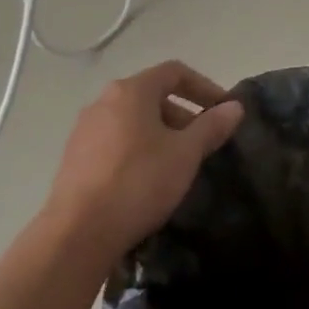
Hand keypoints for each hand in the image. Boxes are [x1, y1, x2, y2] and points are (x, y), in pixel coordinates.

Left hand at [46, 61, 244, 266]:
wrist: (76, 236)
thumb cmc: (138, 182)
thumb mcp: (185, 154)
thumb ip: (212, 126)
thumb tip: (235, 107)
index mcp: (131, 91)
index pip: (175, 72)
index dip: (204, 86)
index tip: (222, 110)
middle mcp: (104, 101)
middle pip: (152, 95)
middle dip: (183, 114)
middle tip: (202, 142)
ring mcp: (84, 130)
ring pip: (133, 120)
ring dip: (160, 133)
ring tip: (177, 163)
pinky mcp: (73, 158)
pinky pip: (115, 141)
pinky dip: (137, 149)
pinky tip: (146, 180)